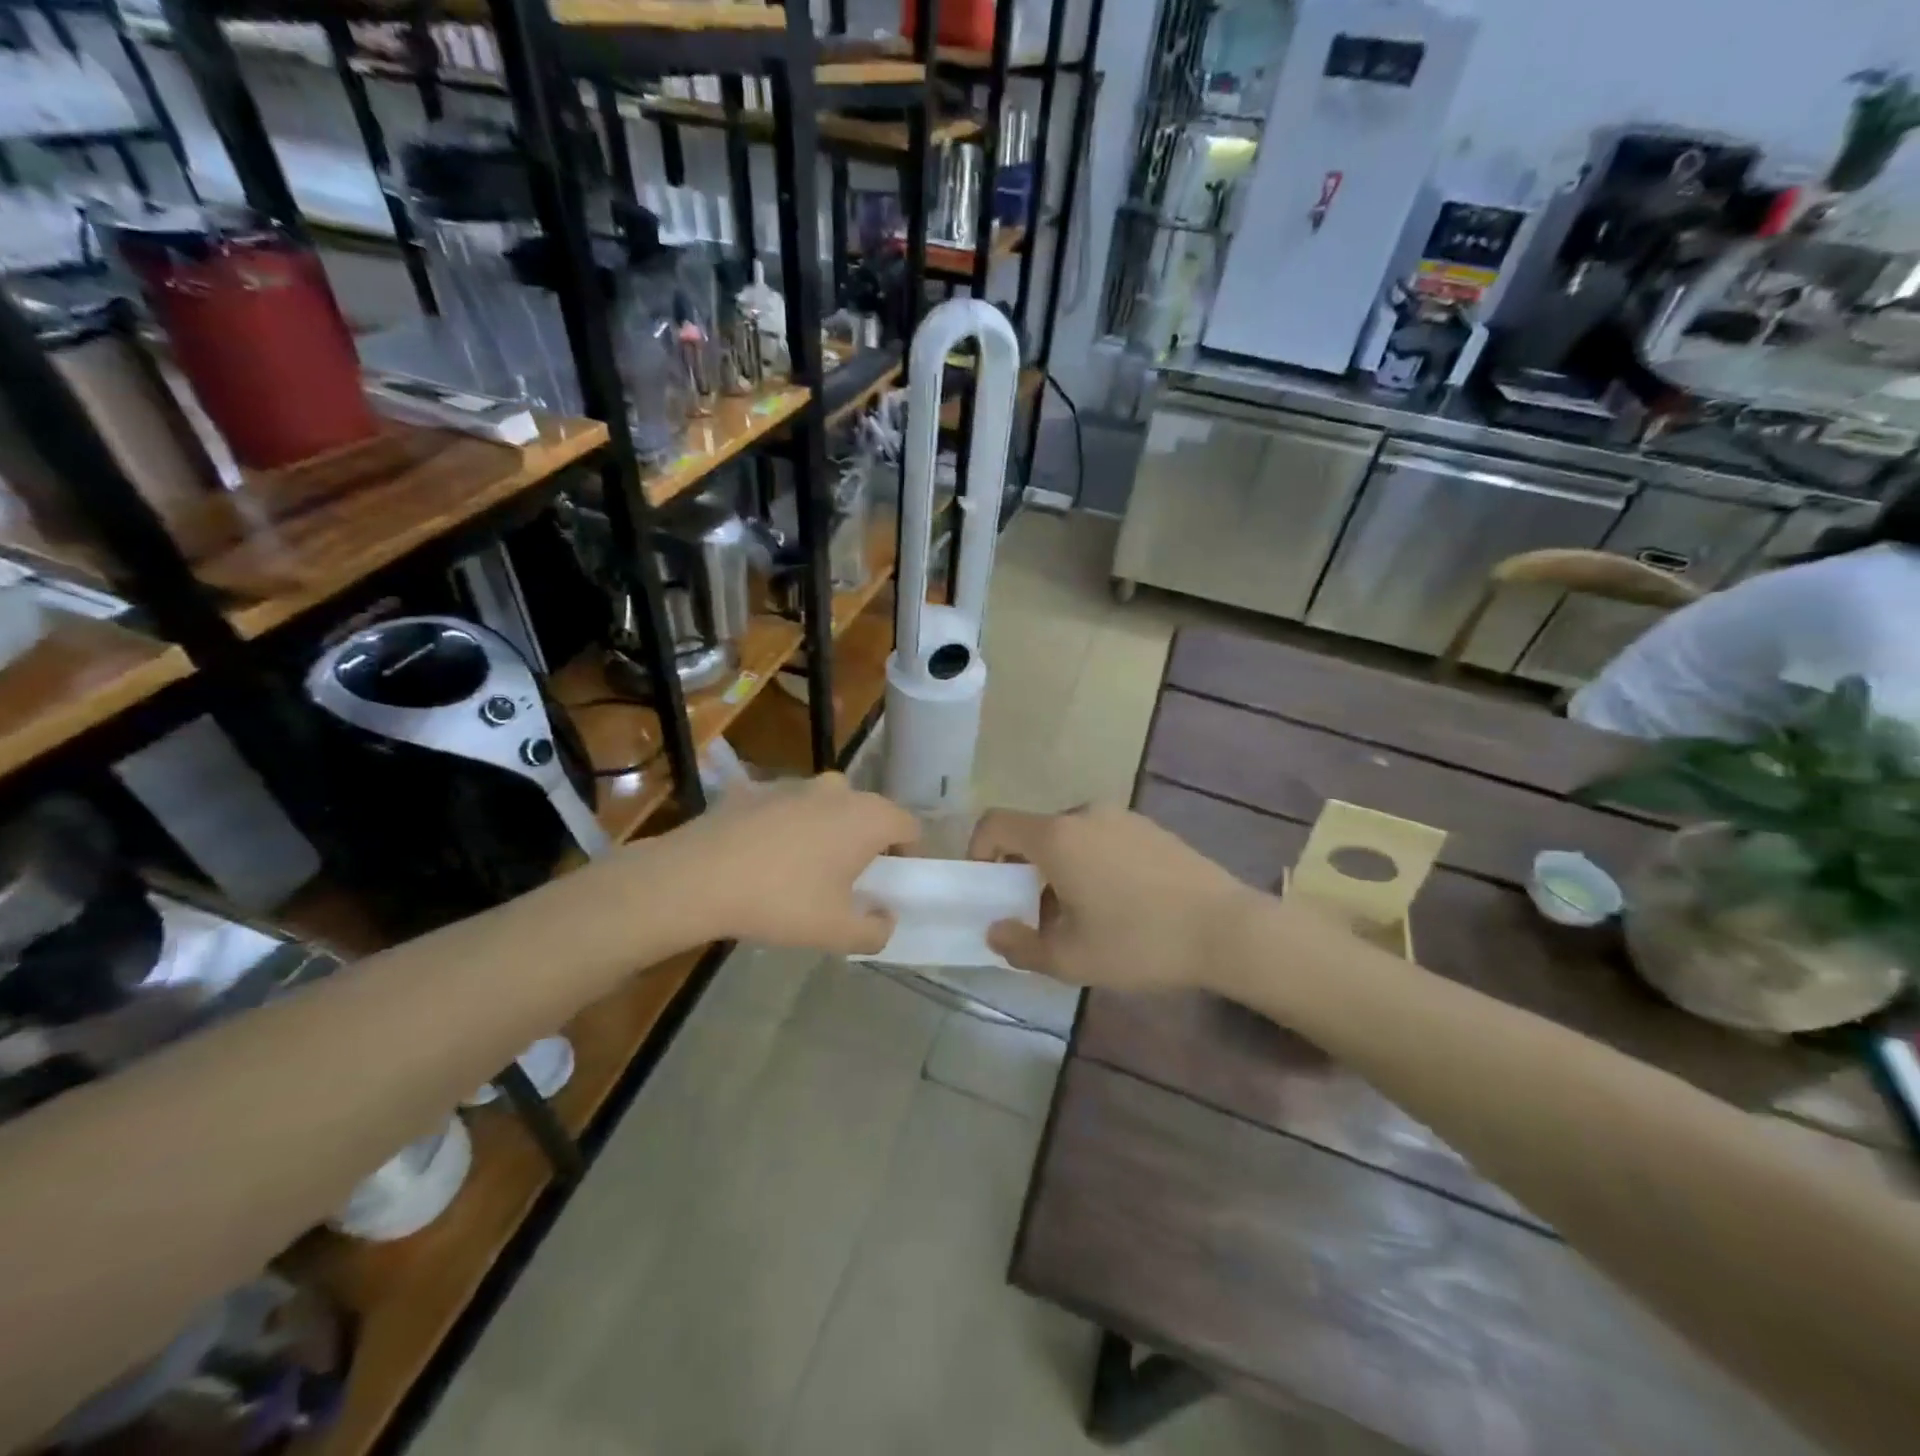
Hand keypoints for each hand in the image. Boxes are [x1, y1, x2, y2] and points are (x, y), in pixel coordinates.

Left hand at [655, 773, 918, 954]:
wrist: (697, 877)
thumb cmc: (781, 901)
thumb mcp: (836, 932)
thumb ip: (875, 931)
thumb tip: (885, 918)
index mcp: (867, 817)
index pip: (909, 826)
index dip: (909, 854)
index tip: (893, 882)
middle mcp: (838, 790)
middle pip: (868, 813)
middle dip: (866, 843)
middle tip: (850, 880)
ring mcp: (794, 784)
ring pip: (827, 806)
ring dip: (827, 831)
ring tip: (803, 869)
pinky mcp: (755, 788)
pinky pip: (785, 808)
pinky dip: (786, 826)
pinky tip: (763, 857)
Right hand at [968, 805, 1257, 991]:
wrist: (1227, 929)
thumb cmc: (1139, 942)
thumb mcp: (1071, 958)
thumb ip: (1020, 946)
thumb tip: (996, 931)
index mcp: (1057, 837)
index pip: (996, 823)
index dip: (979, 852)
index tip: (991, 890)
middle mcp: (1086, 814)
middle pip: (1035, 833)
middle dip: (1024, 871)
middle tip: (1038, 917)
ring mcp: (1123, 817)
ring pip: (1071, 838)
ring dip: (1060, 869)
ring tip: (1082, 916)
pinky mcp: (1151, 828)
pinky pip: (1103, 839)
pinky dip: (1092, 863)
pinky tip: (1120, 904)